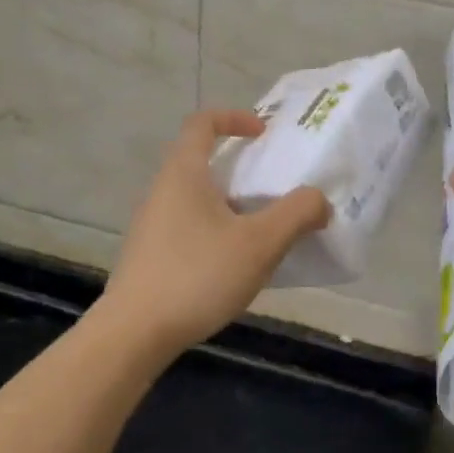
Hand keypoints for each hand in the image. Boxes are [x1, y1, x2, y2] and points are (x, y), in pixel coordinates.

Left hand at [100, 110, 330, 354]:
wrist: (134, 334)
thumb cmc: (198, 275)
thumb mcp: (260, 243)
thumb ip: (297, 214)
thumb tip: (319, 200)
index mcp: (183, 174)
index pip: (202, 123)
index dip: (234, 118)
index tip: (264, 134)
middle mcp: (162, 192)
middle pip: (201, 162)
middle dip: (241, 169)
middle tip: (275, 188)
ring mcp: (152, 225)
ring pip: (197, 199)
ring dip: (232, 205)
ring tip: (264, 231)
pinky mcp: (150, 256)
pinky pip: (190, 228)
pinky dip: (218, 231)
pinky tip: (237, 265)